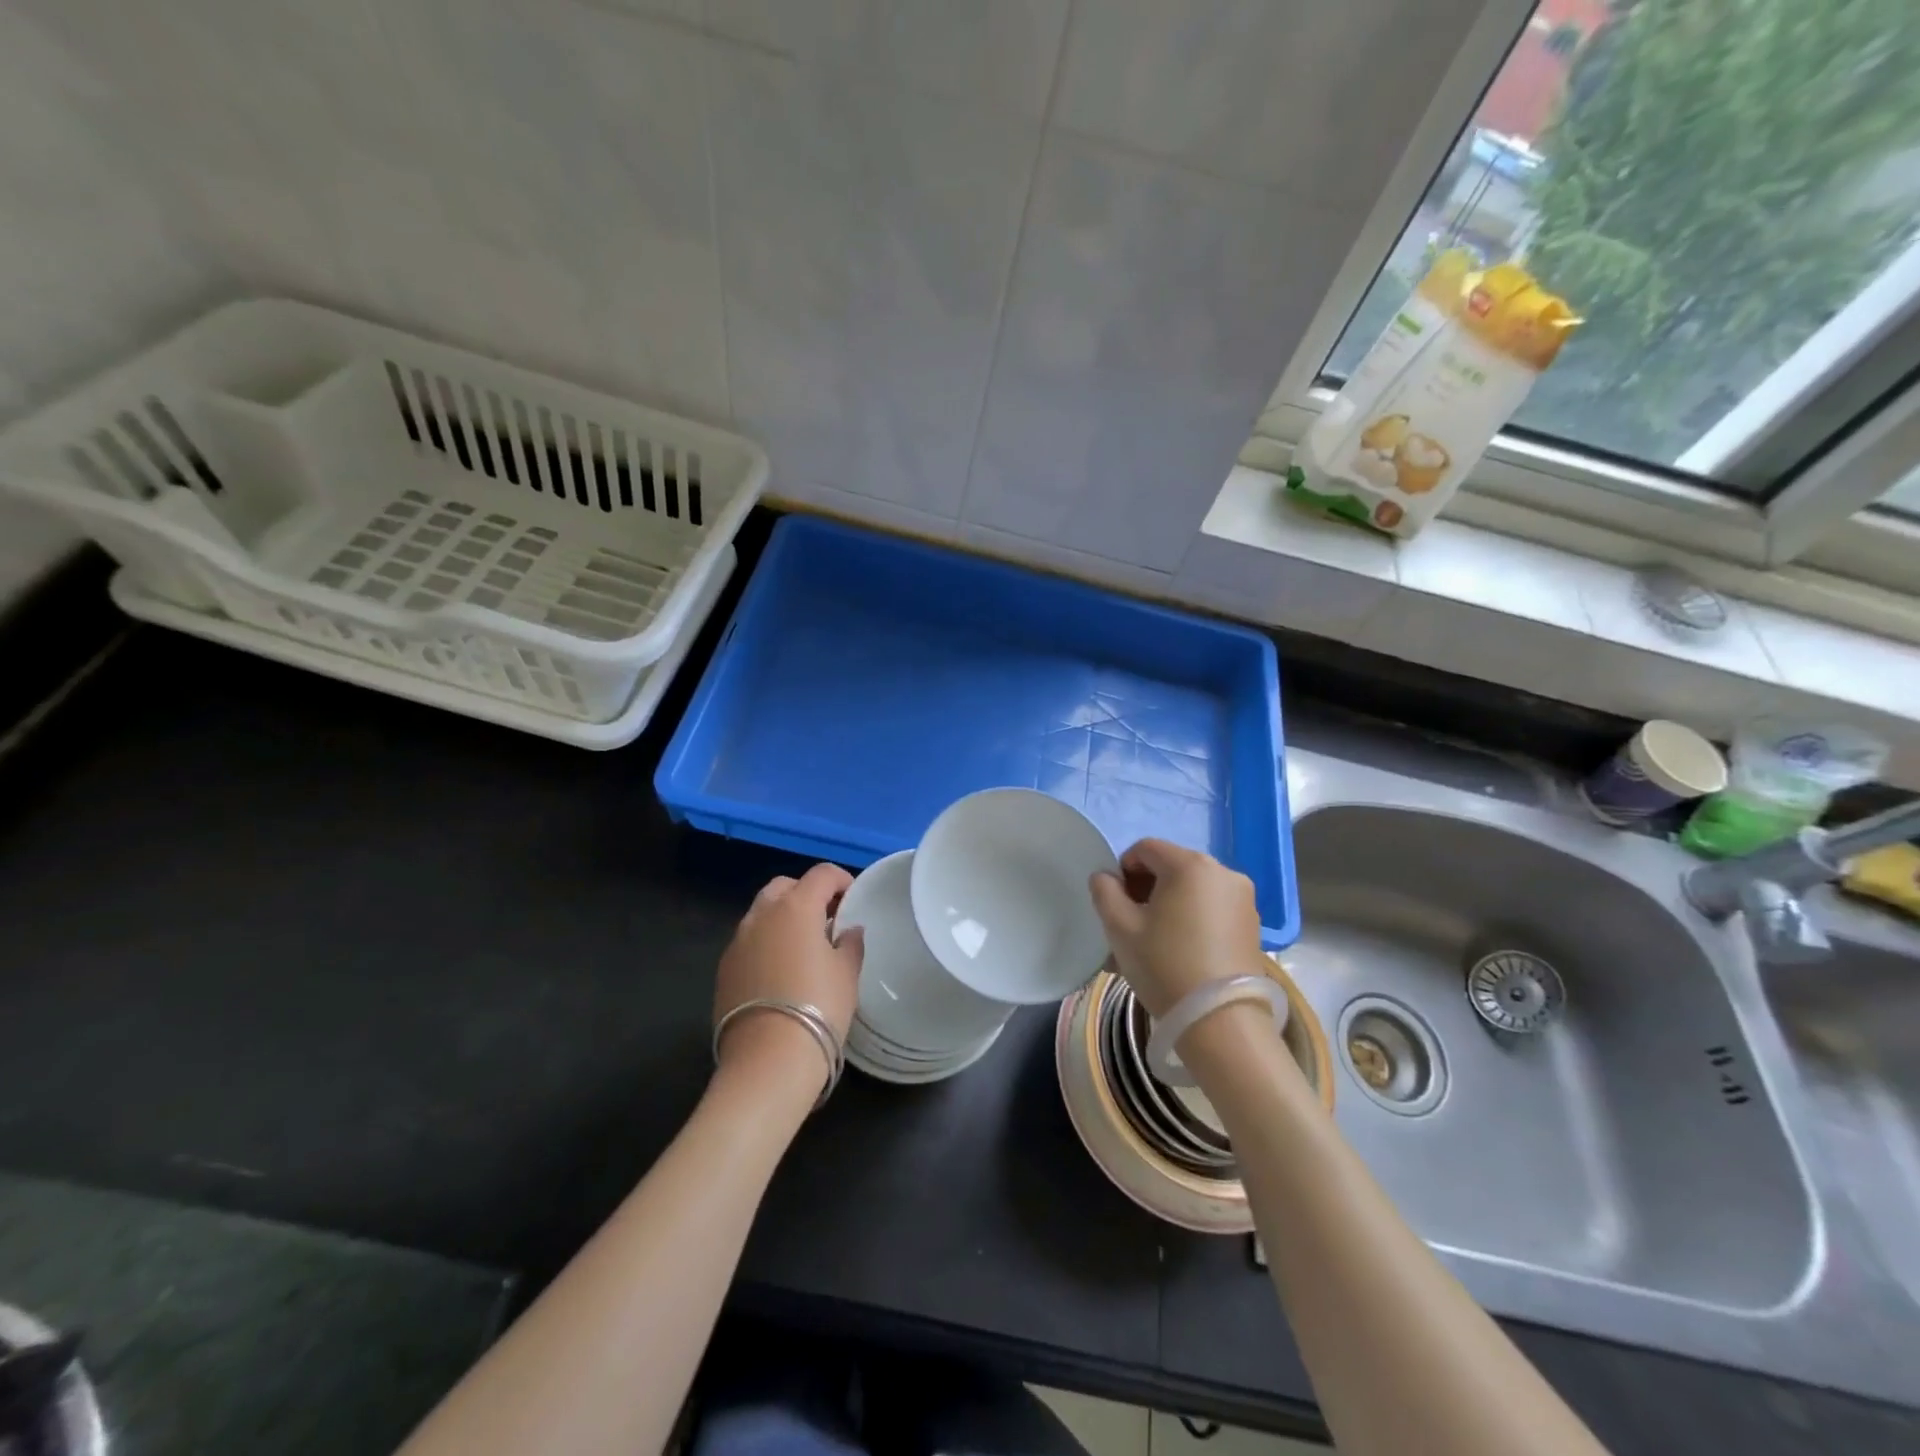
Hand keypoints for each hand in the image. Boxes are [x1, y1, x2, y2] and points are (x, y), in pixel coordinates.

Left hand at [714, 864, 862, 1100]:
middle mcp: (762, 915)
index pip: (821, 874)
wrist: (768, 1059)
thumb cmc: (819, 1007)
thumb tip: (848, 930)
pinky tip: (780, 971)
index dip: (841, 880)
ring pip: (762, 913)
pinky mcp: (724, 968)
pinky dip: (766, 943)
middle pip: (785, 887)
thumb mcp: (847, 973)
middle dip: (806, 894)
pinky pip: (749, 941)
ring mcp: (737, 941)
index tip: (852, 900)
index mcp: (796, 907)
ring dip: (783, 918)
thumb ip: (850, 943)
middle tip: (826, 919)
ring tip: (803, 946)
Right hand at [1089, 839, 1268, 1018]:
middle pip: (1171, 867)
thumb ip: (1105, 892)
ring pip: (1191, 891)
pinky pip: (1210, 909)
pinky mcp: (1252, 925)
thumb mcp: (1120, 927)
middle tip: (1129, 926)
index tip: (1115, 903)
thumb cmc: (1164, 965)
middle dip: (1145, 890)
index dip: (1123, 870)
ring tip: (1149, 945)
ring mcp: (1243, 899)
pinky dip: (1189, 921)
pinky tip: (1177, 953)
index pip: (1145, 849)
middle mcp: (1223, 872)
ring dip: (1166, 907)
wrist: (1221, 1023)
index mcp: (1190, 865)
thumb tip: (1105, 877)